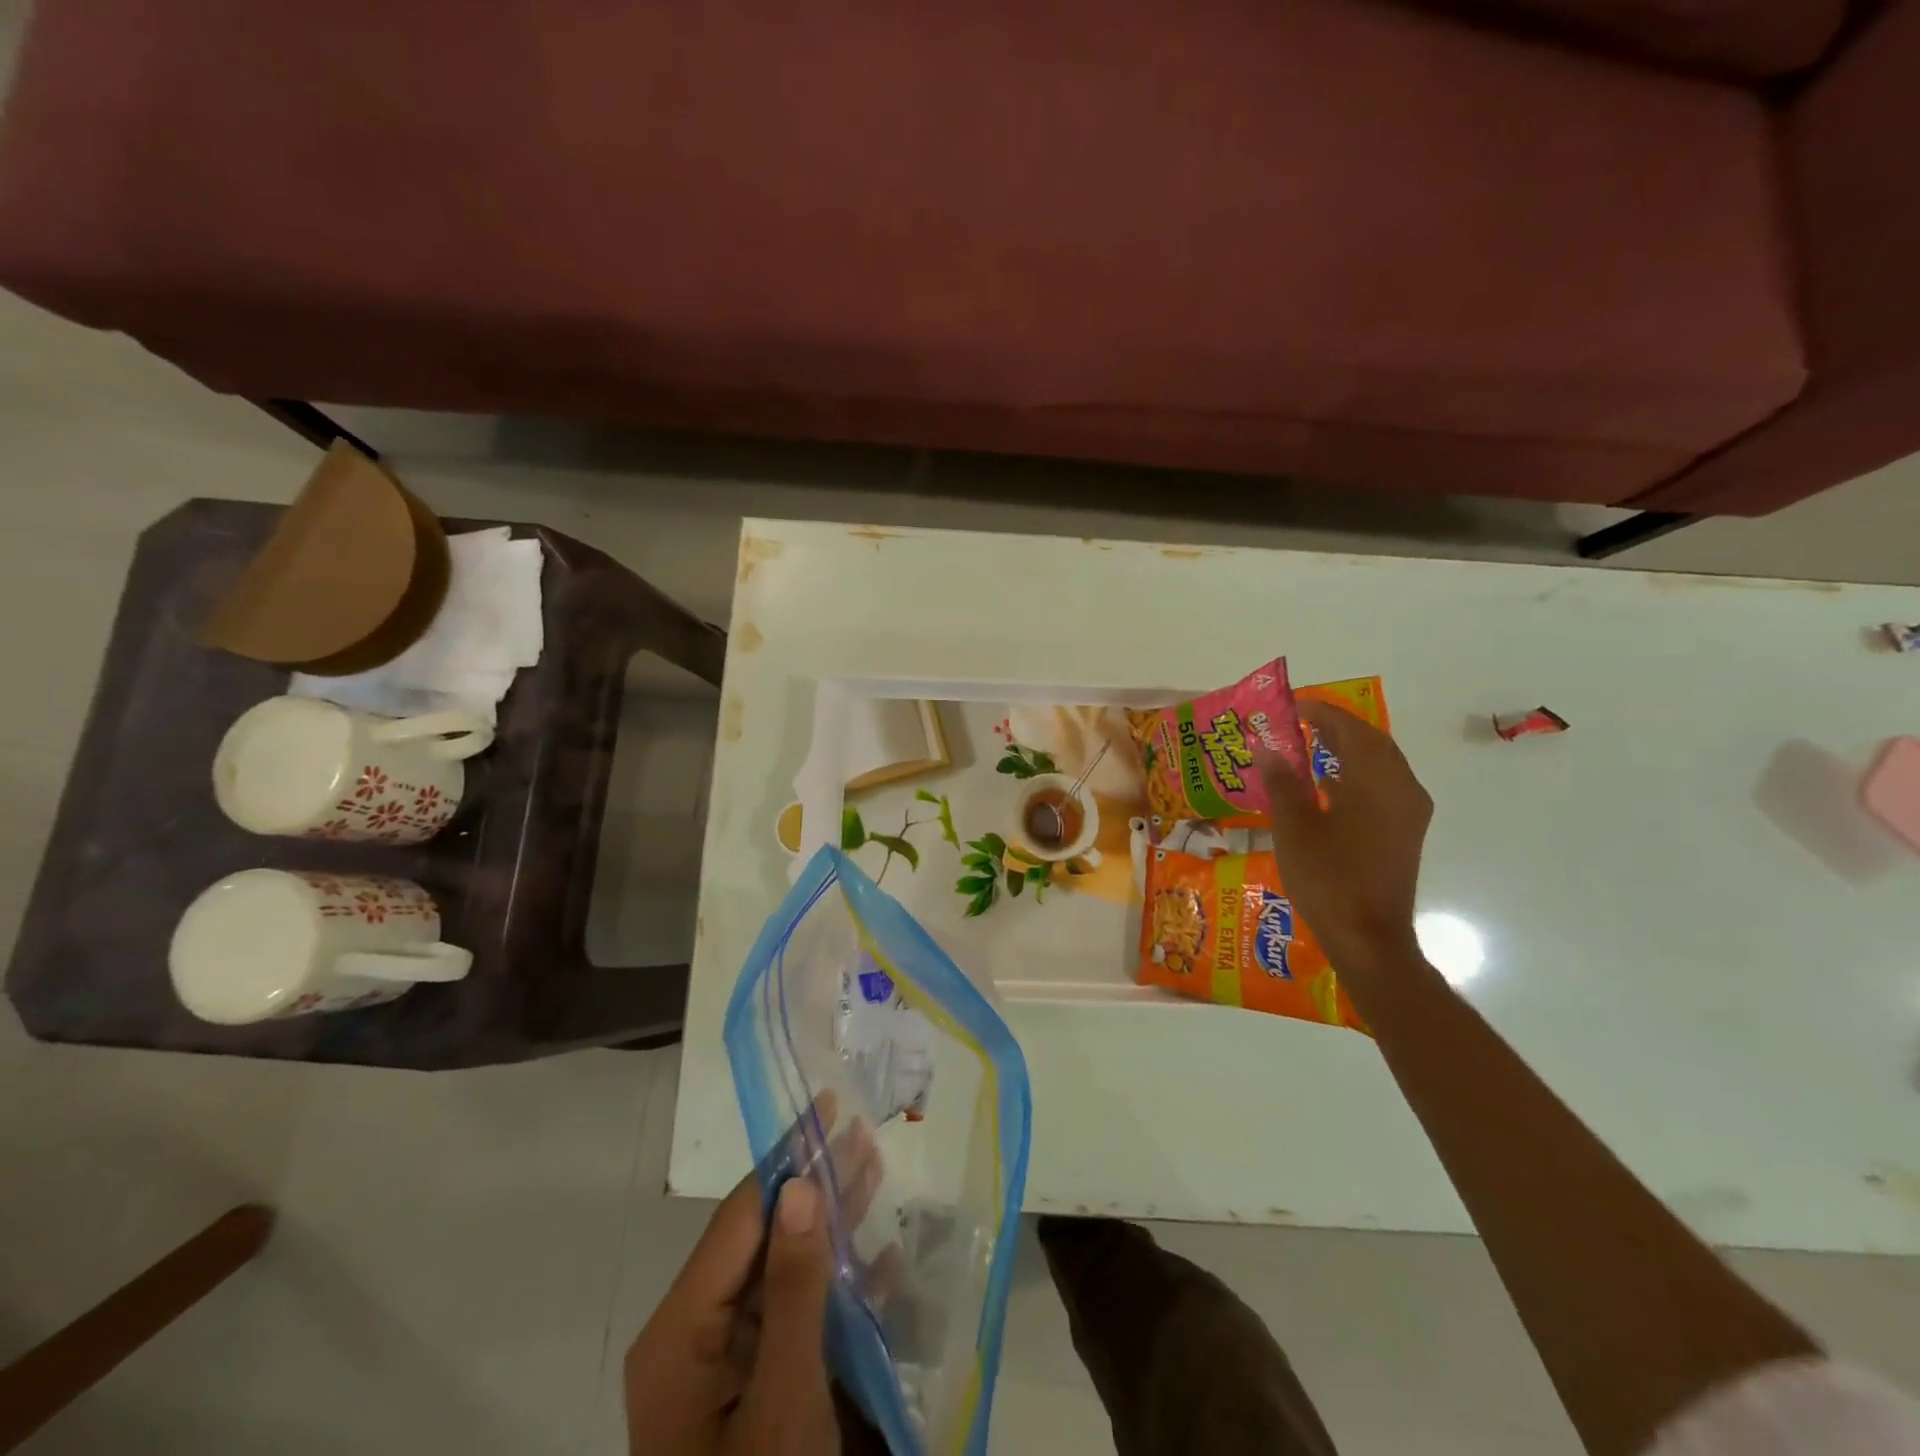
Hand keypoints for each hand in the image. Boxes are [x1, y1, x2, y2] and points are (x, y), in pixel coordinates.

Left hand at [625, 1104, 876, 1455]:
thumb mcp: (781, 1399)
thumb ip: (793, 1288)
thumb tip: (801, 1184)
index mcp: (682, 1329)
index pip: (741, 1216)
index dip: (787, 1157)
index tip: (824, 1108)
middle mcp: (700, 1333)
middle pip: (766, 1236)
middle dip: (816, 1182)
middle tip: (860, 1129)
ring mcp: (732, 1362)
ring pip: (788, 1268)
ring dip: (833, 1221)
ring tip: (872, 1164)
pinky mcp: (763, 1387)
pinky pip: (802, 1315)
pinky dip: (841, 1283)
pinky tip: (881, 1254)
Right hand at [1257, 702, 1431, 976]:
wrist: (1368, 937)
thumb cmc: (1328, 878)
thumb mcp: (1294, 827)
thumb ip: (1282, 783)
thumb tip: (1269, 750)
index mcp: (1378, 782)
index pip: (1352, 731)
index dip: (1322, 714)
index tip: (1292, 706)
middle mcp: (1403, 790)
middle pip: (1372, 743)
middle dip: (1337, 728)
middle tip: (1299, 723)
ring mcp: (1409, 813)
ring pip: (1380, 765)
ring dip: (1347, 750)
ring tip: (1309, 746)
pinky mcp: (1404, 832)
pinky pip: (1382, 787)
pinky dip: (1356, 774)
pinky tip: (1327, 784)